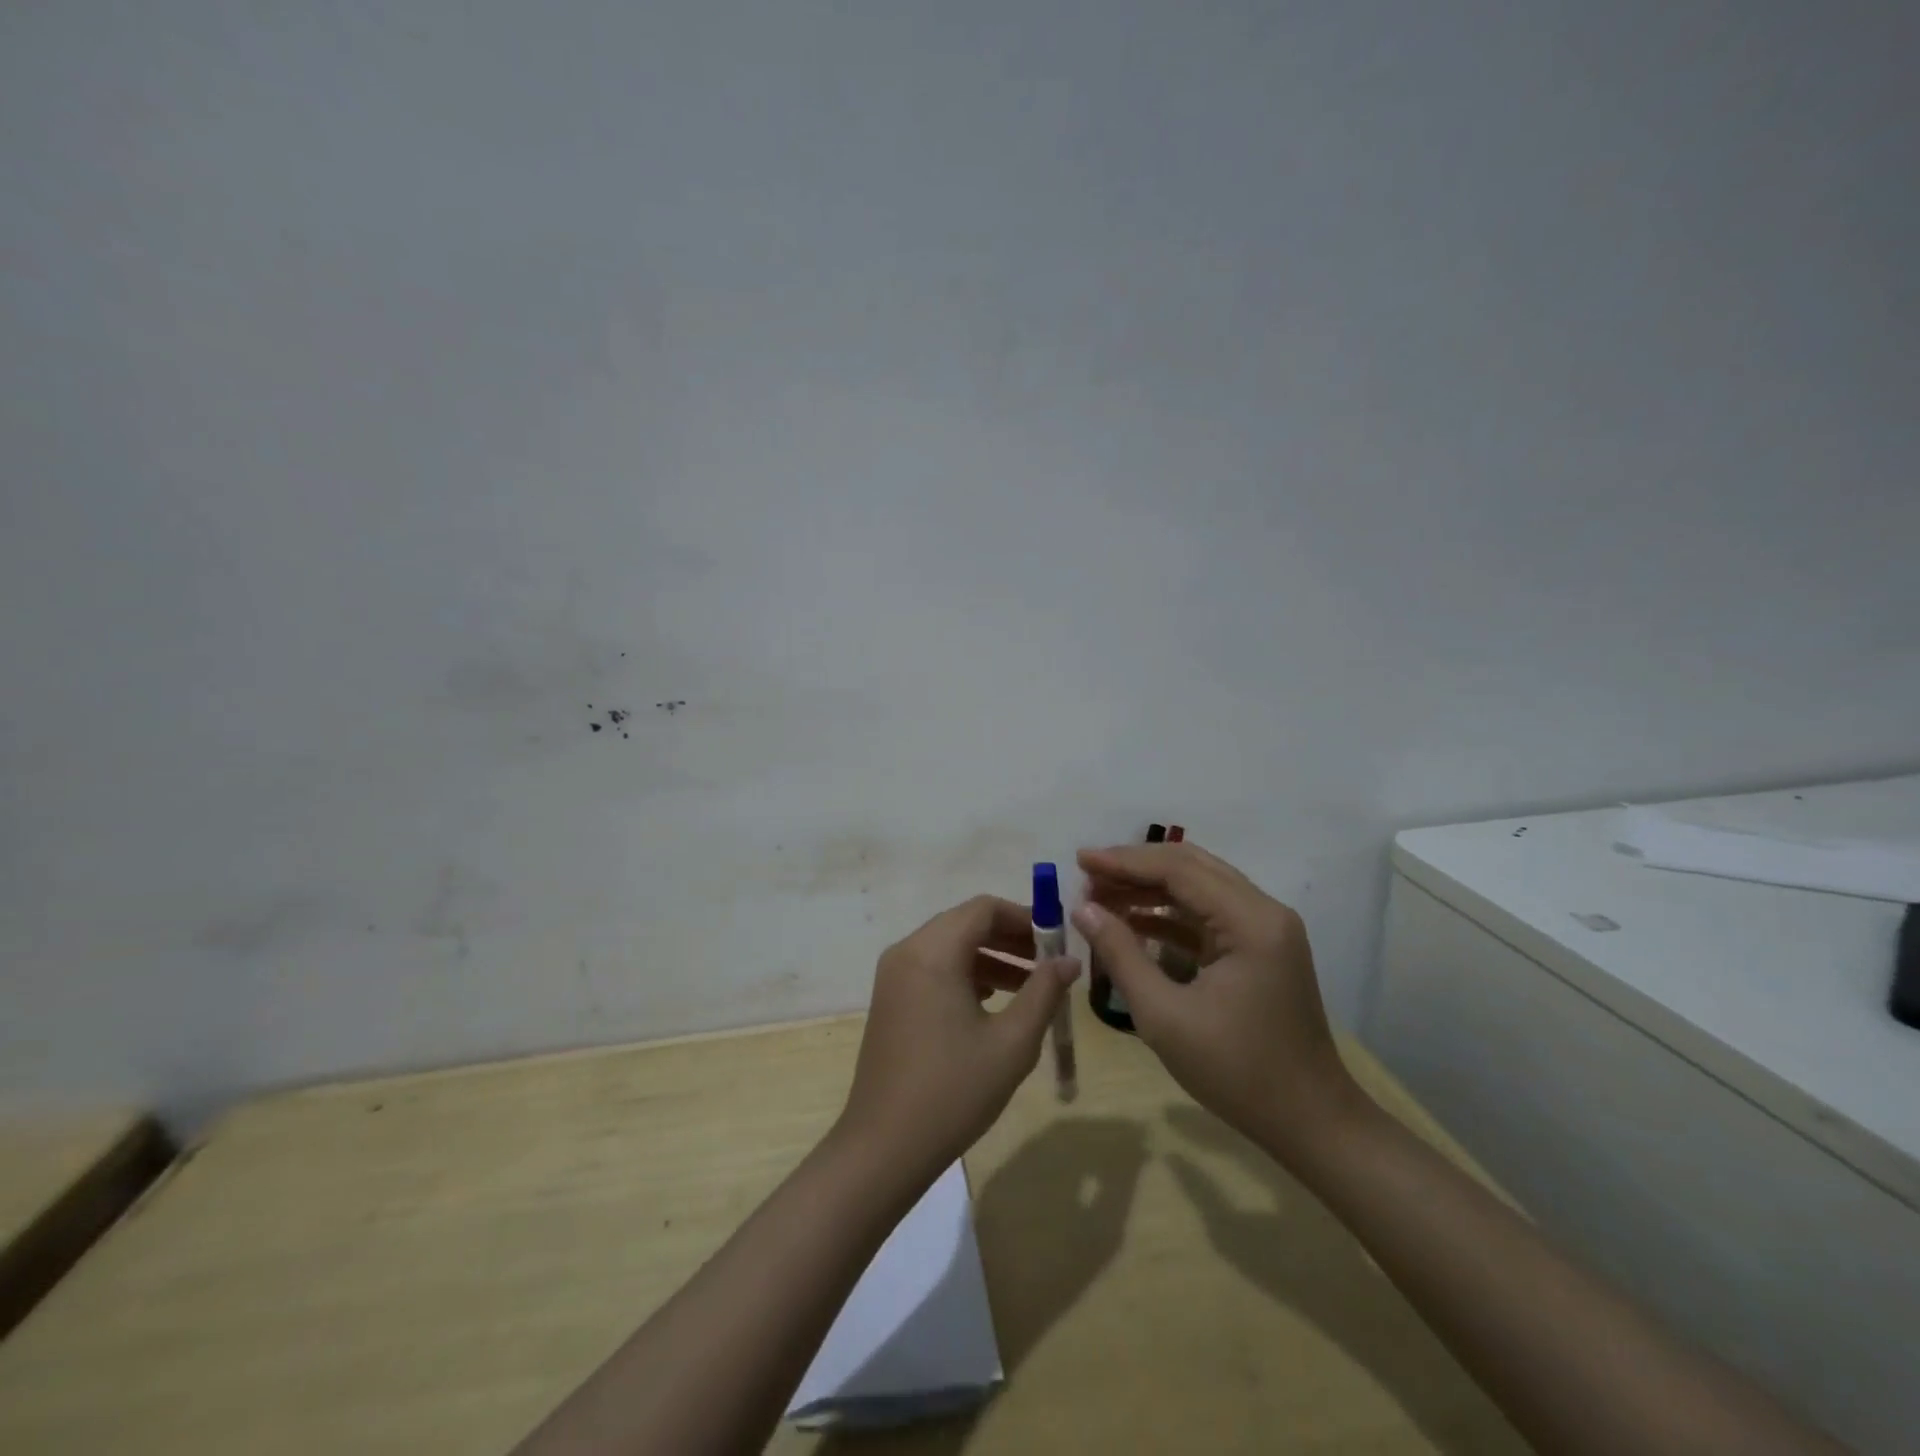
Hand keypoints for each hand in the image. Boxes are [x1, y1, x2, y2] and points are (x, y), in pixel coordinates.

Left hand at [834, 895, 1079, 1187]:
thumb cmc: (953, 1091)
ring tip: (1031, 986)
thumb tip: (1069, 961)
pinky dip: (966, 973)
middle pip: (965, 923)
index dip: (1025, 917)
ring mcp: (894, 975)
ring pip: (950, 946)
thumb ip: (1044, 992)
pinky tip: (994, 1003)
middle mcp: (908, 951)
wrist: (884, 1146)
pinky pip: (934, 968)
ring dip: (990, 957)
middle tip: (1049, 962)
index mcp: (933, 951)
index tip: (1057, 940)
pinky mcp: (890, 999)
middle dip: (1010, 937)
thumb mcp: (1012, 1042)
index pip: (984, 908)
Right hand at [1071, 842, 1357, 1164]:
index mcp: (1250, 921)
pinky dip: (1169, 914)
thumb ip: (1121, 954)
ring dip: (1150, 888)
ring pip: (1199, 888)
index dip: (1124, 861)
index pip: (1179, 869)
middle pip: (1191, 867)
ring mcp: (1265, 930)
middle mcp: (1264, 911)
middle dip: (1136, 867)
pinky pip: (1208, 915)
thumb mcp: (1164, 1016)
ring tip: (1100, 895)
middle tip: (1087, 874)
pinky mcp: (1259, 949)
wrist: (1309, 1122)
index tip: (1080, 860)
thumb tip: (1082, 909)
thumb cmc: (1236, 1071)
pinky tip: (1132, 921)